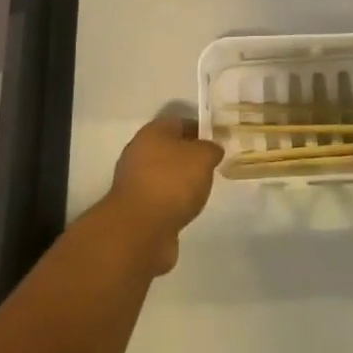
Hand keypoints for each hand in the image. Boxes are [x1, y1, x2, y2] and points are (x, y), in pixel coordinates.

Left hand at [99, 115, 224, 274]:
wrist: (139, 230)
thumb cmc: (172, 182)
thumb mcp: (203, 157)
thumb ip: (211, 149)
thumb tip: (211, 150)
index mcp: (152, 132)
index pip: (180, 123)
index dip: (201, 130)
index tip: (218, 143)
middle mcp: (139, 152)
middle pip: (170, 148)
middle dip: (190, 157)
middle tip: (211, 168)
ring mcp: (134, 182)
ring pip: (164, 174)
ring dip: (181, 181)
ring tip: (201, 191)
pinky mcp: (134, 208)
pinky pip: (160, 198)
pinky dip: (172, 202)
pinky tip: (186, 210)